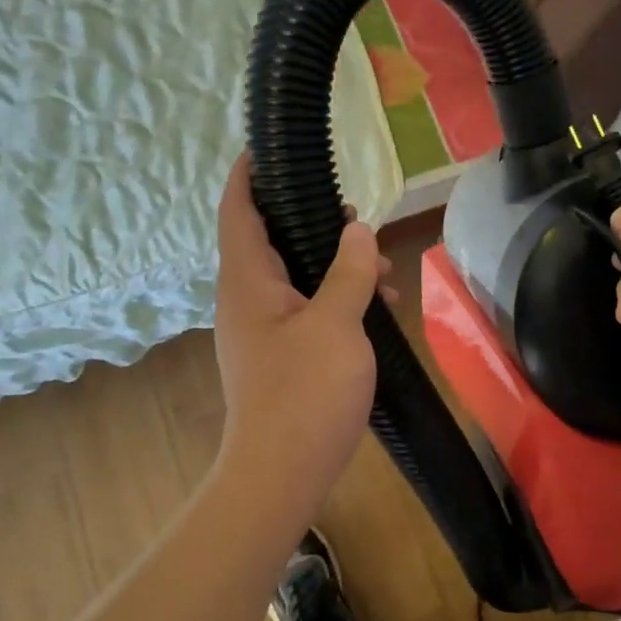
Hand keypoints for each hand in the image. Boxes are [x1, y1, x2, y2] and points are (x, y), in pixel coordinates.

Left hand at [213, 156, 397, 503]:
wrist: (282, 474)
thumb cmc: (305, 393)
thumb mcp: (338, 324)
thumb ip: (348, 271)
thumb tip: (356, 229)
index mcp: (248, 281)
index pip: (238, 210)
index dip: (249, 174)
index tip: (269, 147)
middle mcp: (247, 298)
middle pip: (270, 239)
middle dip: (312, 221)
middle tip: (354, 214)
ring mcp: (261, 329)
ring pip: (294, 276)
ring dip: (333, 266)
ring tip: (381, 270)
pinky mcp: (278, 354)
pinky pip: (305, 308)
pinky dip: (335, 299)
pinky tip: (374, 308)